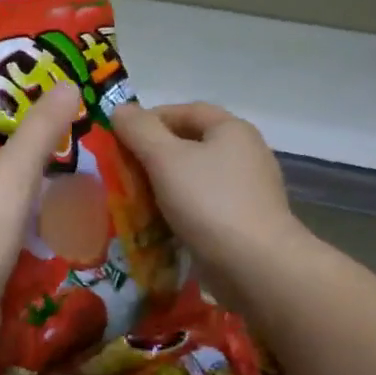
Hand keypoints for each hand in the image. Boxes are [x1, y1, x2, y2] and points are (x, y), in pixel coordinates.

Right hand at [110, 101, 305, 308]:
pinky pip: (205, 206)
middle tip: (123, 170)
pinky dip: (181, 210)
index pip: (187, 110)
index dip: (151, 118)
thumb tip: (120, 109)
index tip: (121, 136)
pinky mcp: (245, 221)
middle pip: (192, 144)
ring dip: (165, 185)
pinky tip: (160, 224)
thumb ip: (140, 130)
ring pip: (196, 178)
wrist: (255, 265)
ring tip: (134, 199)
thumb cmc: (209, 202)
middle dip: (155, 154)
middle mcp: (245, 153)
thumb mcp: (165, 159)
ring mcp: (248, 190)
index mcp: (232, 130)